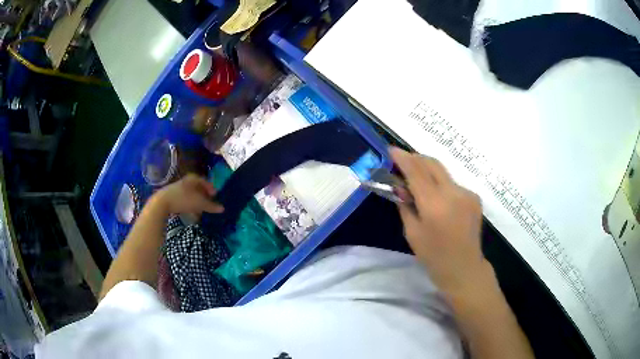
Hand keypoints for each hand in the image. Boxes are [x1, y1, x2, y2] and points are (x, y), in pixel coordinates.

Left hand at [153, 174, 223, 214]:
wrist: (162, 203)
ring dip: (196, 203)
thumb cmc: (183, 199)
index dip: (211, 188)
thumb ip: (211, 206)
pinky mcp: (172, 196)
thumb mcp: (200, 203)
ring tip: (200, 212)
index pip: (205, 181)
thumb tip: (222, 208)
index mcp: (193, 179)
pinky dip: (189, 205)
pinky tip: (190, 214)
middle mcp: (186, 181)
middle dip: (203, 197)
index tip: (215, 196)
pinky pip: (184, 200)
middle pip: (197, 188)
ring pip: (190, 195)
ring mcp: (178, 188)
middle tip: (208, 205)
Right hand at [390, 147, 490, 296]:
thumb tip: (400, 186)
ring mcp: (467, 193)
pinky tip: (437, 198)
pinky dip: (441, 185)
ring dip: (428, 171)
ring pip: (443, 173)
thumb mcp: (412, 233)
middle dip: (415, 158)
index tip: (391, 149)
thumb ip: (405, 205)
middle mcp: (454, 193)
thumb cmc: (434, 256)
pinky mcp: (474, 197)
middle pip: (432, 164)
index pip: (416, 172)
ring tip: (418, 182)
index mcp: (435, 205)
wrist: (464, 268)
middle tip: (402, 161)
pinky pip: (453, 184)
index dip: (402, 158)